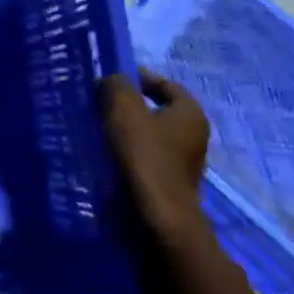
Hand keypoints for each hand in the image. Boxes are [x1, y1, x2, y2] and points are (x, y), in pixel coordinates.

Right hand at [99, 71, 210, 233]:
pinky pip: (149, 155)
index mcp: (190, 112)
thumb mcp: (125, 110)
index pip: (164, 83)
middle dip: (129, 104)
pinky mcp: (172, 180)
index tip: (109, 80)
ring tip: (99, 128)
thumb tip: (112, 80)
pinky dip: (130, 150)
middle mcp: (195, 134)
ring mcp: (186, 160)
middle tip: (100, 102)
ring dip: (128, 129)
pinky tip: (109, 154)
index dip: (136, 77)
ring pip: (151, 133)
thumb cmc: (145, 155)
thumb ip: (117, 85)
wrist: (159, 215)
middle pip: (157, 109)